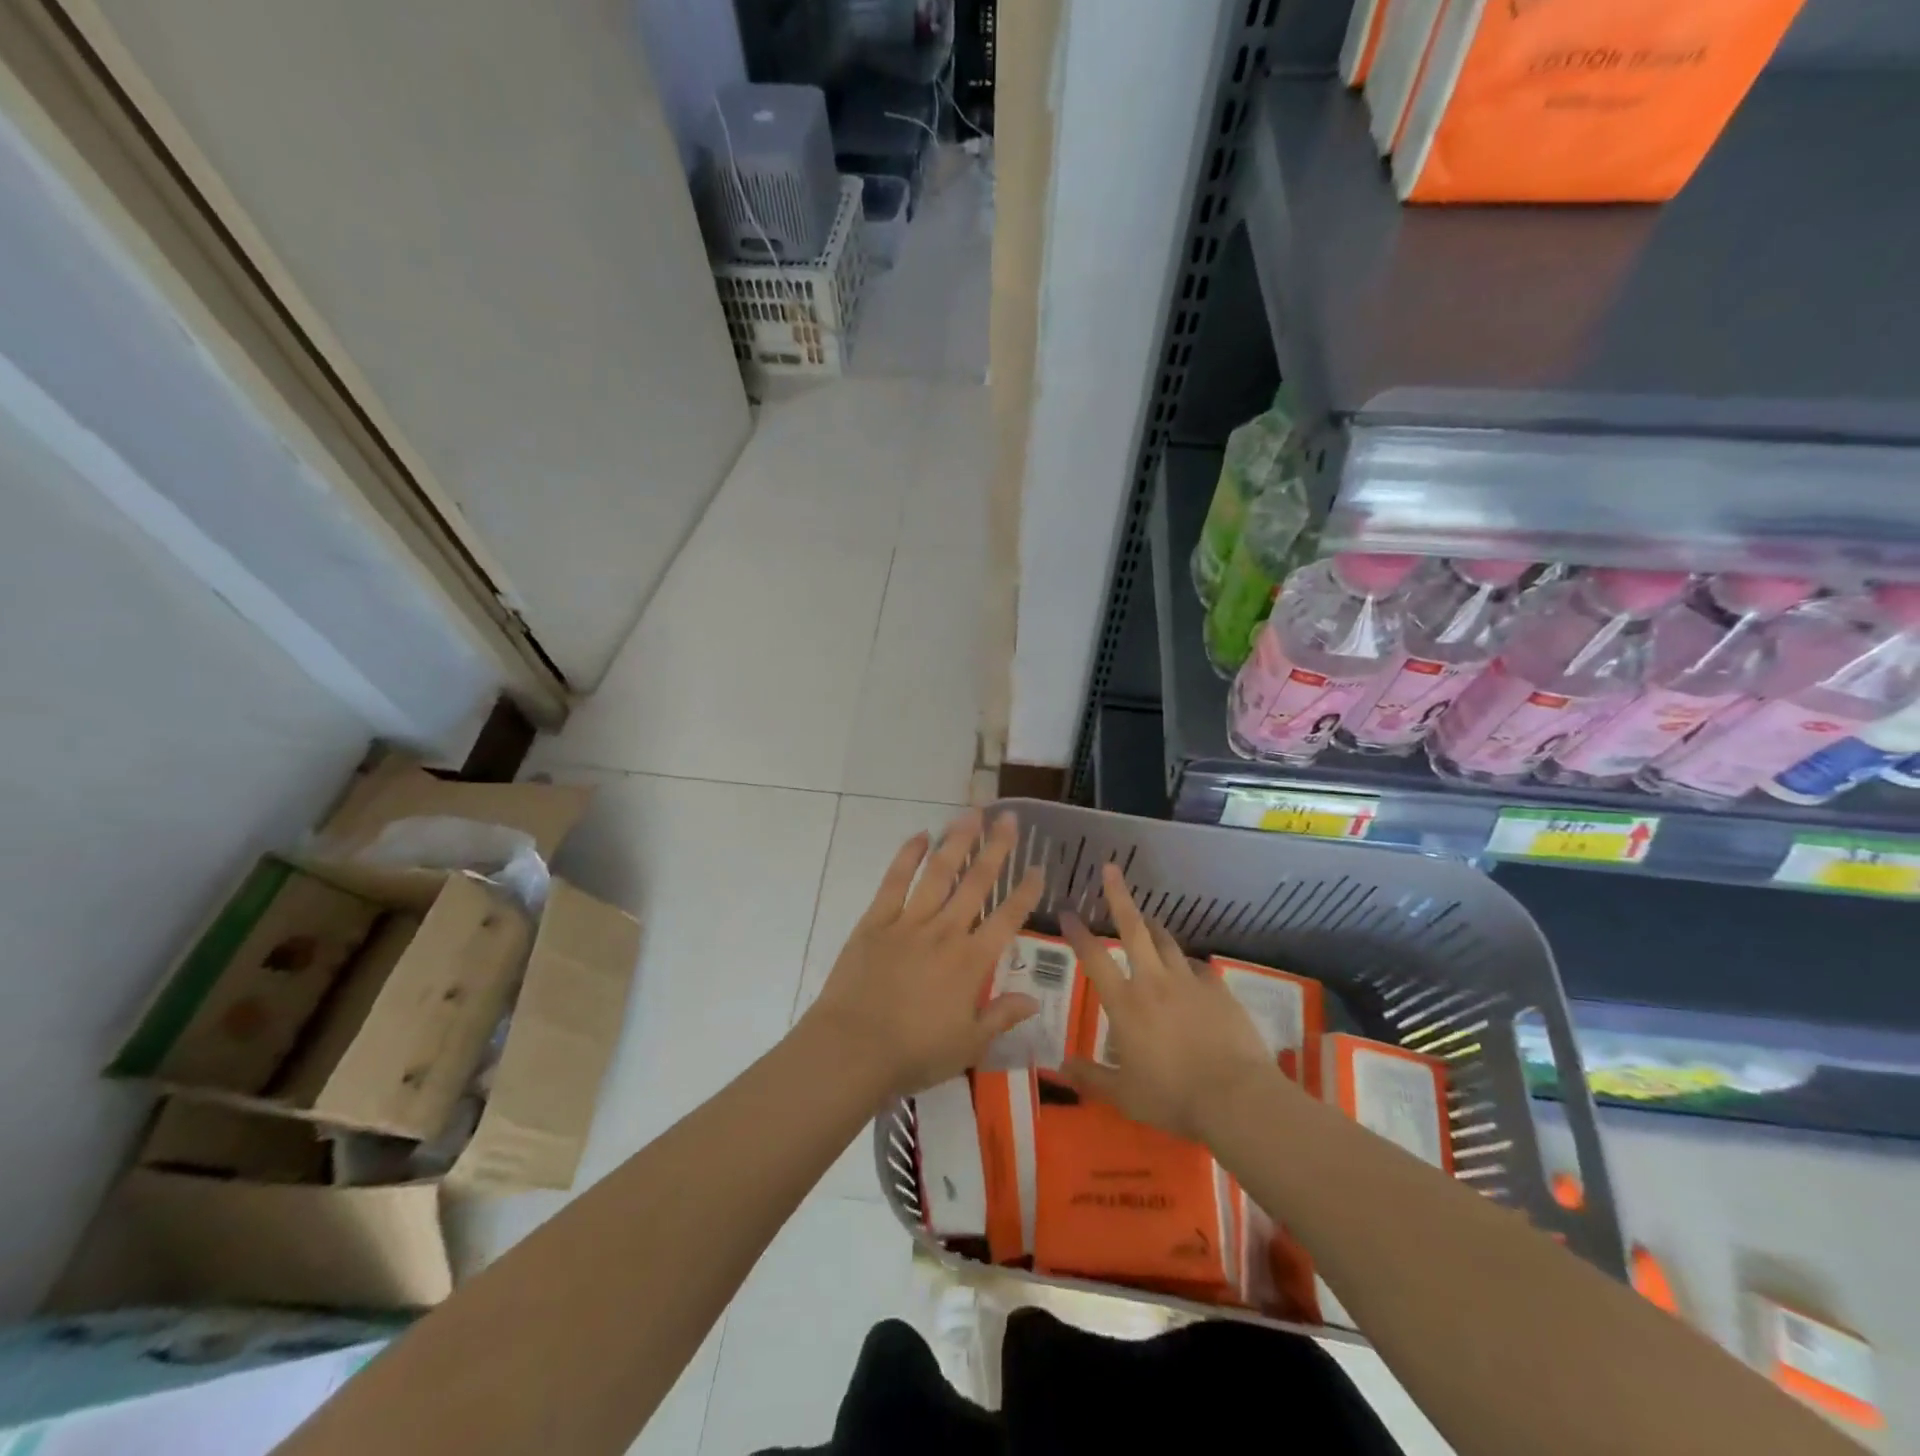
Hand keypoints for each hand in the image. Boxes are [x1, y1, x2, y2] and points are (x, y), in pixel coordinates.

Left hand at [804, 810, 1043, 1097]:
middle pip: (976, 883)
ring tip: (972, 813)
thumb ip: (1001, 1017)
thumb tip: (1033, 999)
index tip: (1038, 867)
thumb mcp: (968, 1045)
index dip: (1025, 892)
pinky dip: (907, 856)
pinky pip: (894, 881)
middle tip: (1010, 818)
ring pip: (938, 872)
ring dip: (957, 841)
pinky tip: (920, 835)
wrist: (852, 1049)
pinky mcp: (876, 921)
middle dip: (996, 848)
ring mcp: (908, 922)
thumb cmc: (914, 1053)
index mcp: (971, 962)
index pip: (1007, 918)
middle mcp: (945, 932)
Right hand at [1061, 864, 1283, 1142]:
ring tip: (1147, 919)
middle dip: (1119, 896)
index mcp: (1125, 1004)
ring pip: (1167, 942)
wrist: (1236, 1098)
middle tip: (1110, 869)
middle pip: (1133, 928)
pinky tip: (1189, 972)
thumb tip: (1061, 1065)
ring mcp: (1189, 982)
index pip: (1094, 958)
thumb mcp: (1124, 1095)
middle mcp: (1153, 982)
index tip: (1066, 911)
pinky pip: (1198, 968)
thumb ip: (1091, 1077)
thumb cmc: (1172, 1097)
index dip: (1078, 933)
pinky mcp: (1218, 990)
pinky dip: (1187, 965)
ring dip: (1153, 926)